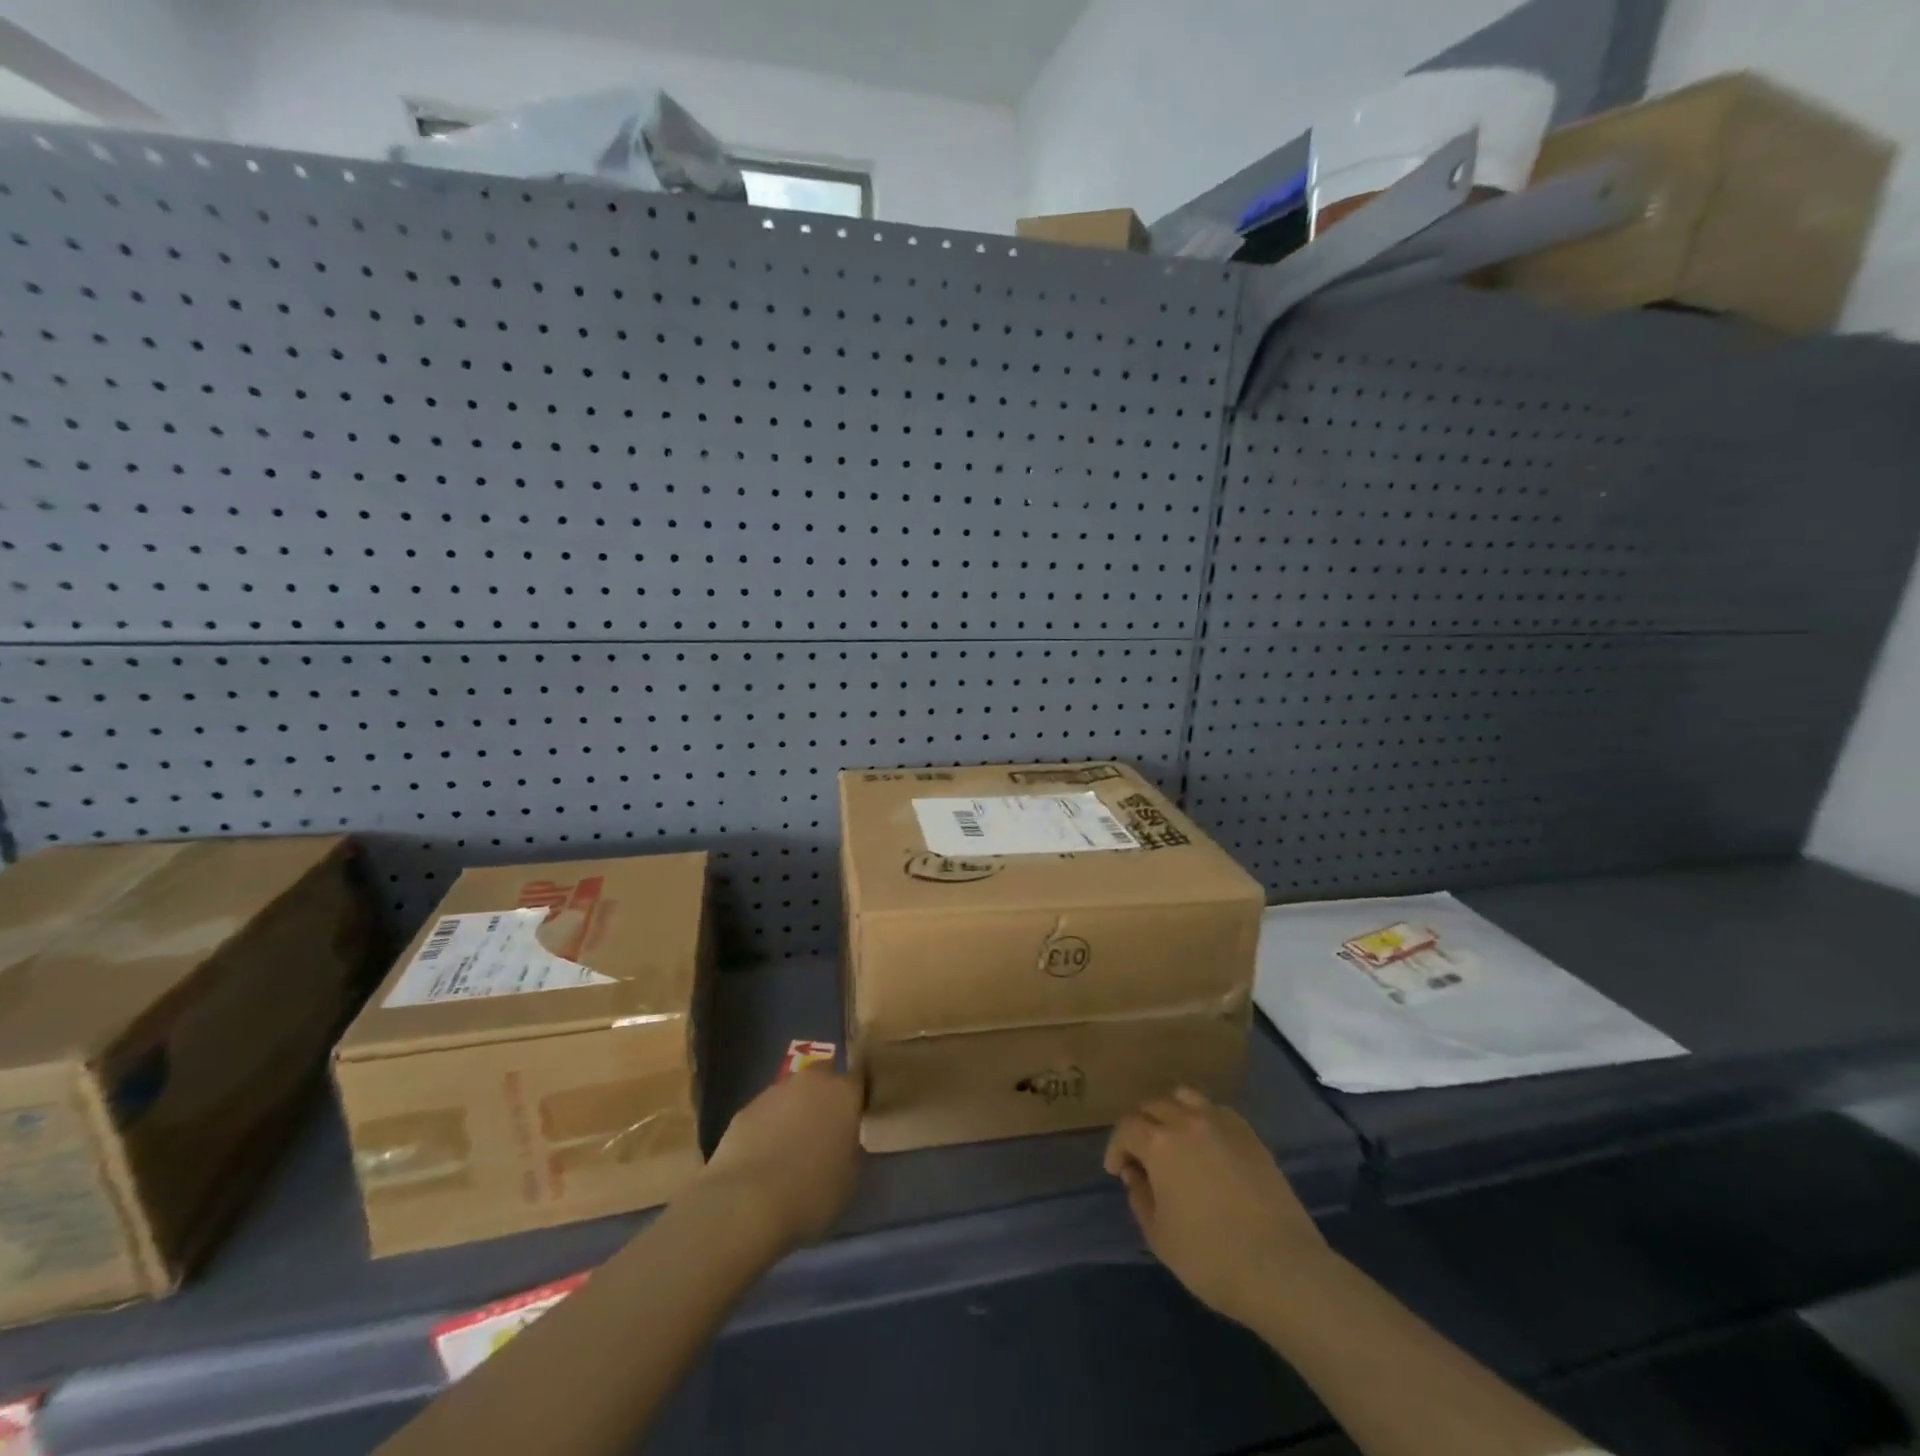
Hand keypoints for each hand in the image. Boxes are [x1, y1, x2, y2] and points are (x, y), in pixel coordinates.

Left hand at [700, 1068, 864, 1249]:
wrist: (747, 1201)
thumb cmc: (811, 1191)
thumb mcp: (849, 1178)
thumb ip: (850, 1149)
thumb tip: (843, 1140)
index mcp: (843, 1093)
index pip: (859, 1080)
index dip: (857, 1096)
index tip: (856, 1115)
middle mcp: (811, 1081)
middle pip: (823, 1078)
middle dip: (824, 1097)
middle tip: (824, 1129)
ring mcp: (775, 1091)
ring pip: (792, 1094)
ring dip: (795, 1111)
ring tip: (790, 1147)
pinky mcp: (746, 1108)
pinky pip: (766, 1113)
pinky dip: (768, 1127)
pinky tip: (763, 1156)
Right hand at [1104, 1088, 1329, 1327]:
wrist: (1281, 1268)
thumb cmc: (1211, 1257)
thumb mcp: (1159, 1236)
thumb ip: (1140, 1197)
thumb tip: (1136, 1174)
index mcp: (1159, 1142)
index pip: (1126, 1128)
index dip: (1117, 1148)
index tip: (1117, 1171)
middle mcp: (1187, 1120)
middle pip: (1153, 1106)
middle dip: (1140, 1128)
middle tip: (1141, 1158)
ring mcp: (1221, 1122)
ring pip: (1184, 1098)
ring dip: (1170, 1114)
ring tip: (1173, 1141)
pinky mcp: (1249, 1134)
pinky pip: (1215, 1110)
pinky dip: (1201, 1119)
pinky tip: (1206, 1147)